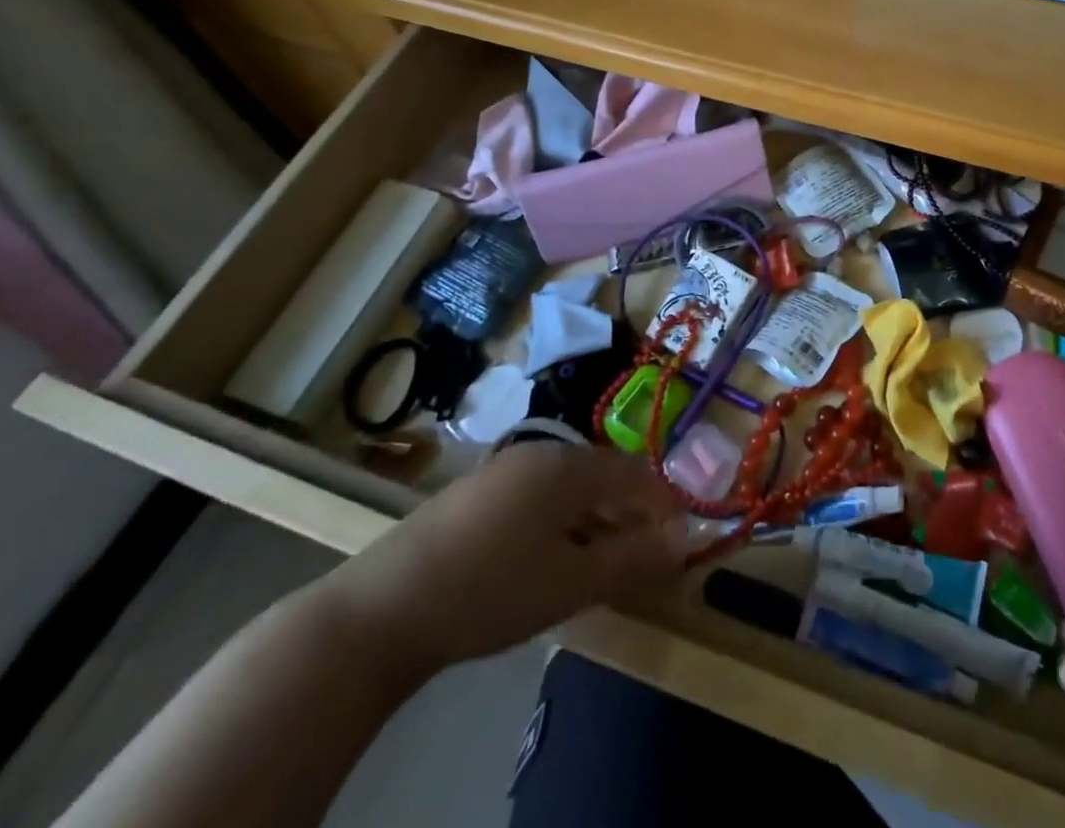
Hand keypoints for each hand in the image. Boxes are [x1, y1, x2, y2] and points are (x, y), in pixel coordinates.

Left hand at [322, 443, 688, 679]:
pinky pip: (538, 497)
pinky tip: (550, 558)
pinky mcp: (475, 494)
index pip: (636, 472)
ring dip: (595, 520)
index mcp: (568, 465)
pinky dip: (560, 522)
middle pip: (603, 475)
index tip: (680, 539)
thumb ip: (632, 558)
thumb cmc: (490, 590)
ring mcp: (503, 470)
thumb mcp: (571, 582)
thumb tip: (683, 539)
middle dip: (629, 513)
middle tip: (642, 556)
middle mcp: (540, 453)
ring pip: (569, 487)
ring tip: (600, 562)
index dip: (663, 503)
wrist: (380, 611)